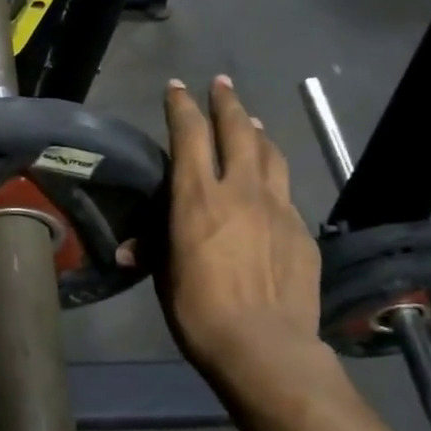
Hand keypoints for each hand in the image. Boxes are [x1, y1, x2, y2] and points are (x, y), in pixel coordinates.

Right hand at [156, 76, 323, 378]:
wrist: (266, 347)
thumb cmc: (200, 313)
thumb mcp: (166, 279)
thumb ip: (155, 251)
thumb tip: (130, 249)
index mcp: (198, 198)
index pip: (190, 136)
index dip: (182, 107)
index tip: (177, 87)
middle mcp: (241, 191)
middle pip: (238, 130)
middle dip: (227, 102)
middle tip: (221, 83)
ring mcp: (278, 208)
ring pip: (270, 153)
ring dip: (258, 131)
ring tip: (252, 120)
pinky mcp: (301, 230)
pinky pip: (285, 191)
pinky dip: (274, 176)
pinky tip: (271, 186)